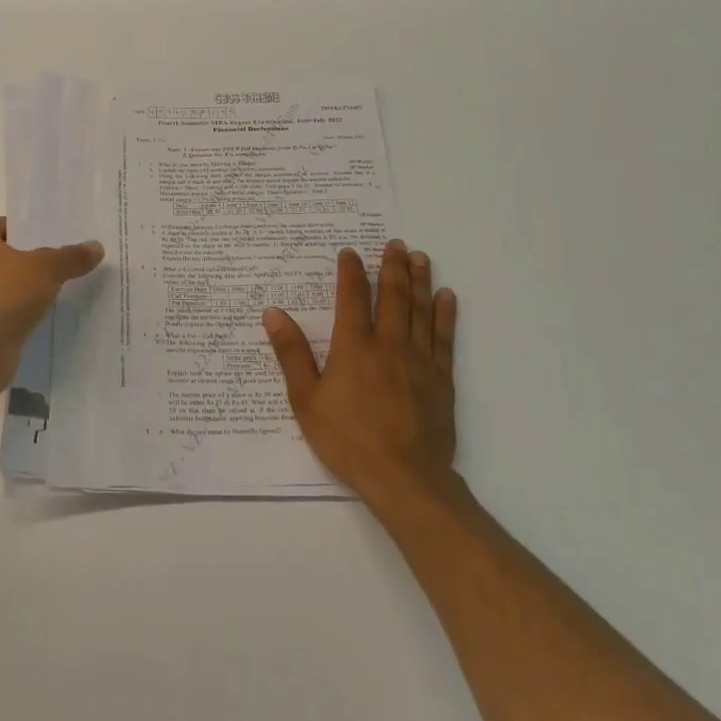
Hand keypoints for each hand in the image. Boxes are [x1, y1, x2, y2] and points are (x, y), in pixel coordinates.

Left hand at [0, 216, 102, 387]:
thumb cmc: (5, 295)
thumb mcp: (47, 269)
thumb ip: (71, 257)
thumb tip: (97, 247)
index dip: (23, 227)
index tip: (51, 234)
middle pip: (4, 255)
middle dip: (31, 257)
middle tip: (64, 258)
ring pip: (6, 284)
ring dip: (28, 287)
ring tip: (62, 286)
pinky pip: (6, 310)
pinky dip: (22, 311)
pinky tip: (47, 314)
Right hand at [263, 239, 458, 509]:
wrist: (403, 477)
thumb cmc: (347, 439)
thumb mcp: (306, 399)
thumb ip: (292, 354)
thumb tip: (274, 313)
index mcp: (354, 347)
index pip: (352, 298)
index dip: (351, 272)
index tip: (350, 252)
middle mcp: (389, 344)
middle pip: (392, 296)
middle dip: (392, 267)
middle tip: (394, 243)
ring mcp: (419, 360)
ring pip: (421, 310)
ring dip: (420, 281)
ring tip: (419, 257)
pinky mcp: (441, 379)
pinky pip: (444, 338)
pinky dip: (445, 314)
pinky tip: (446, 297)